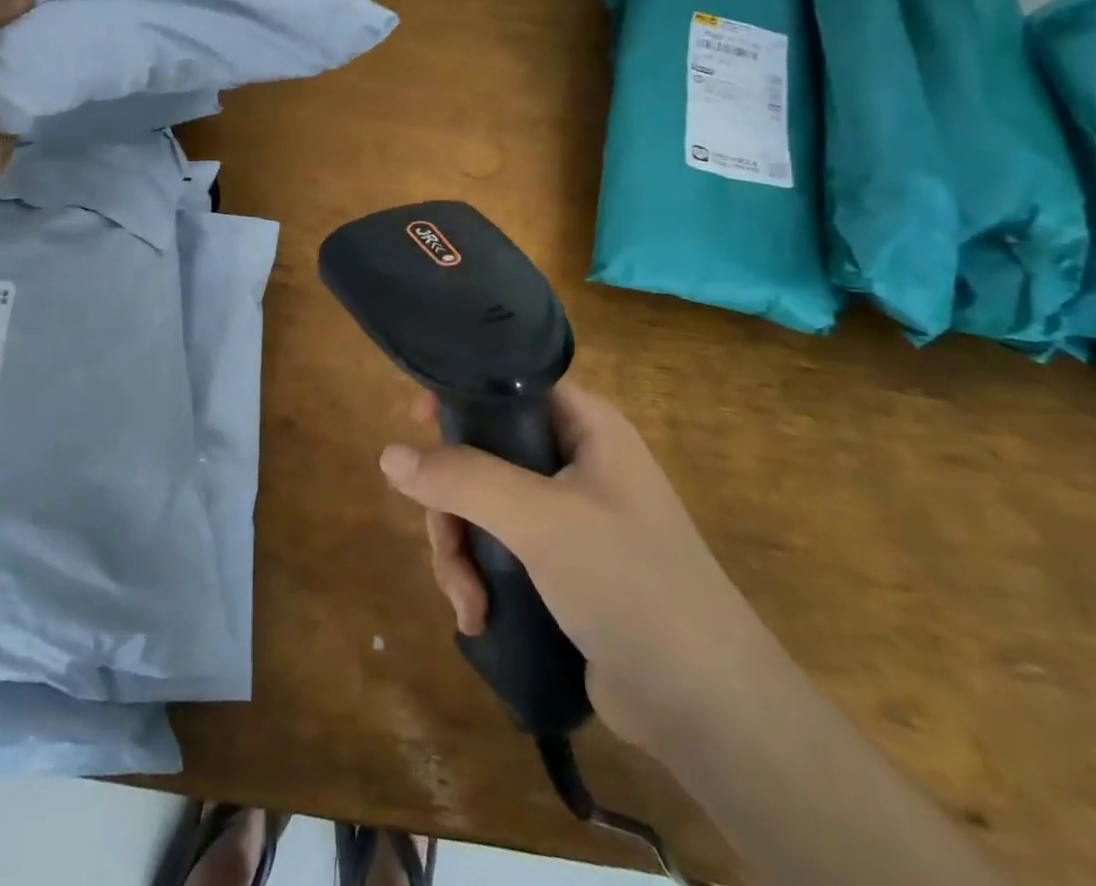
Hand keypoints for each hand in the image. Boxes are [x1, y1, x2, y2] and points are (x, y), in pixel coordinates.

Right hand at [379, 383, 767, 749]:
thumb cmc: (630, 583)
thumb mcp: (540, 519)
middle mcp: (577, 464)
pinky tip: (477, 618)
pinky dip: (480, 580)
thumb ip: (462, 479)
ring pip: (484, 510)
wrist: (706, 707)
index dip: (462, 397)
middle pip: (485, 455)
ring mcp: (568, 520)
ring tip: (467, 601)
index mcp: (587, 428)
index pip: (512, 388)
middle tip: (445, 544)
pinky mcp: (561, 570)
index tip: (415, 420)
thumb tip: (389, 454)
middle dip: (453, 505)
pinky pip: (499, 552)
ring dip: (461, 553)